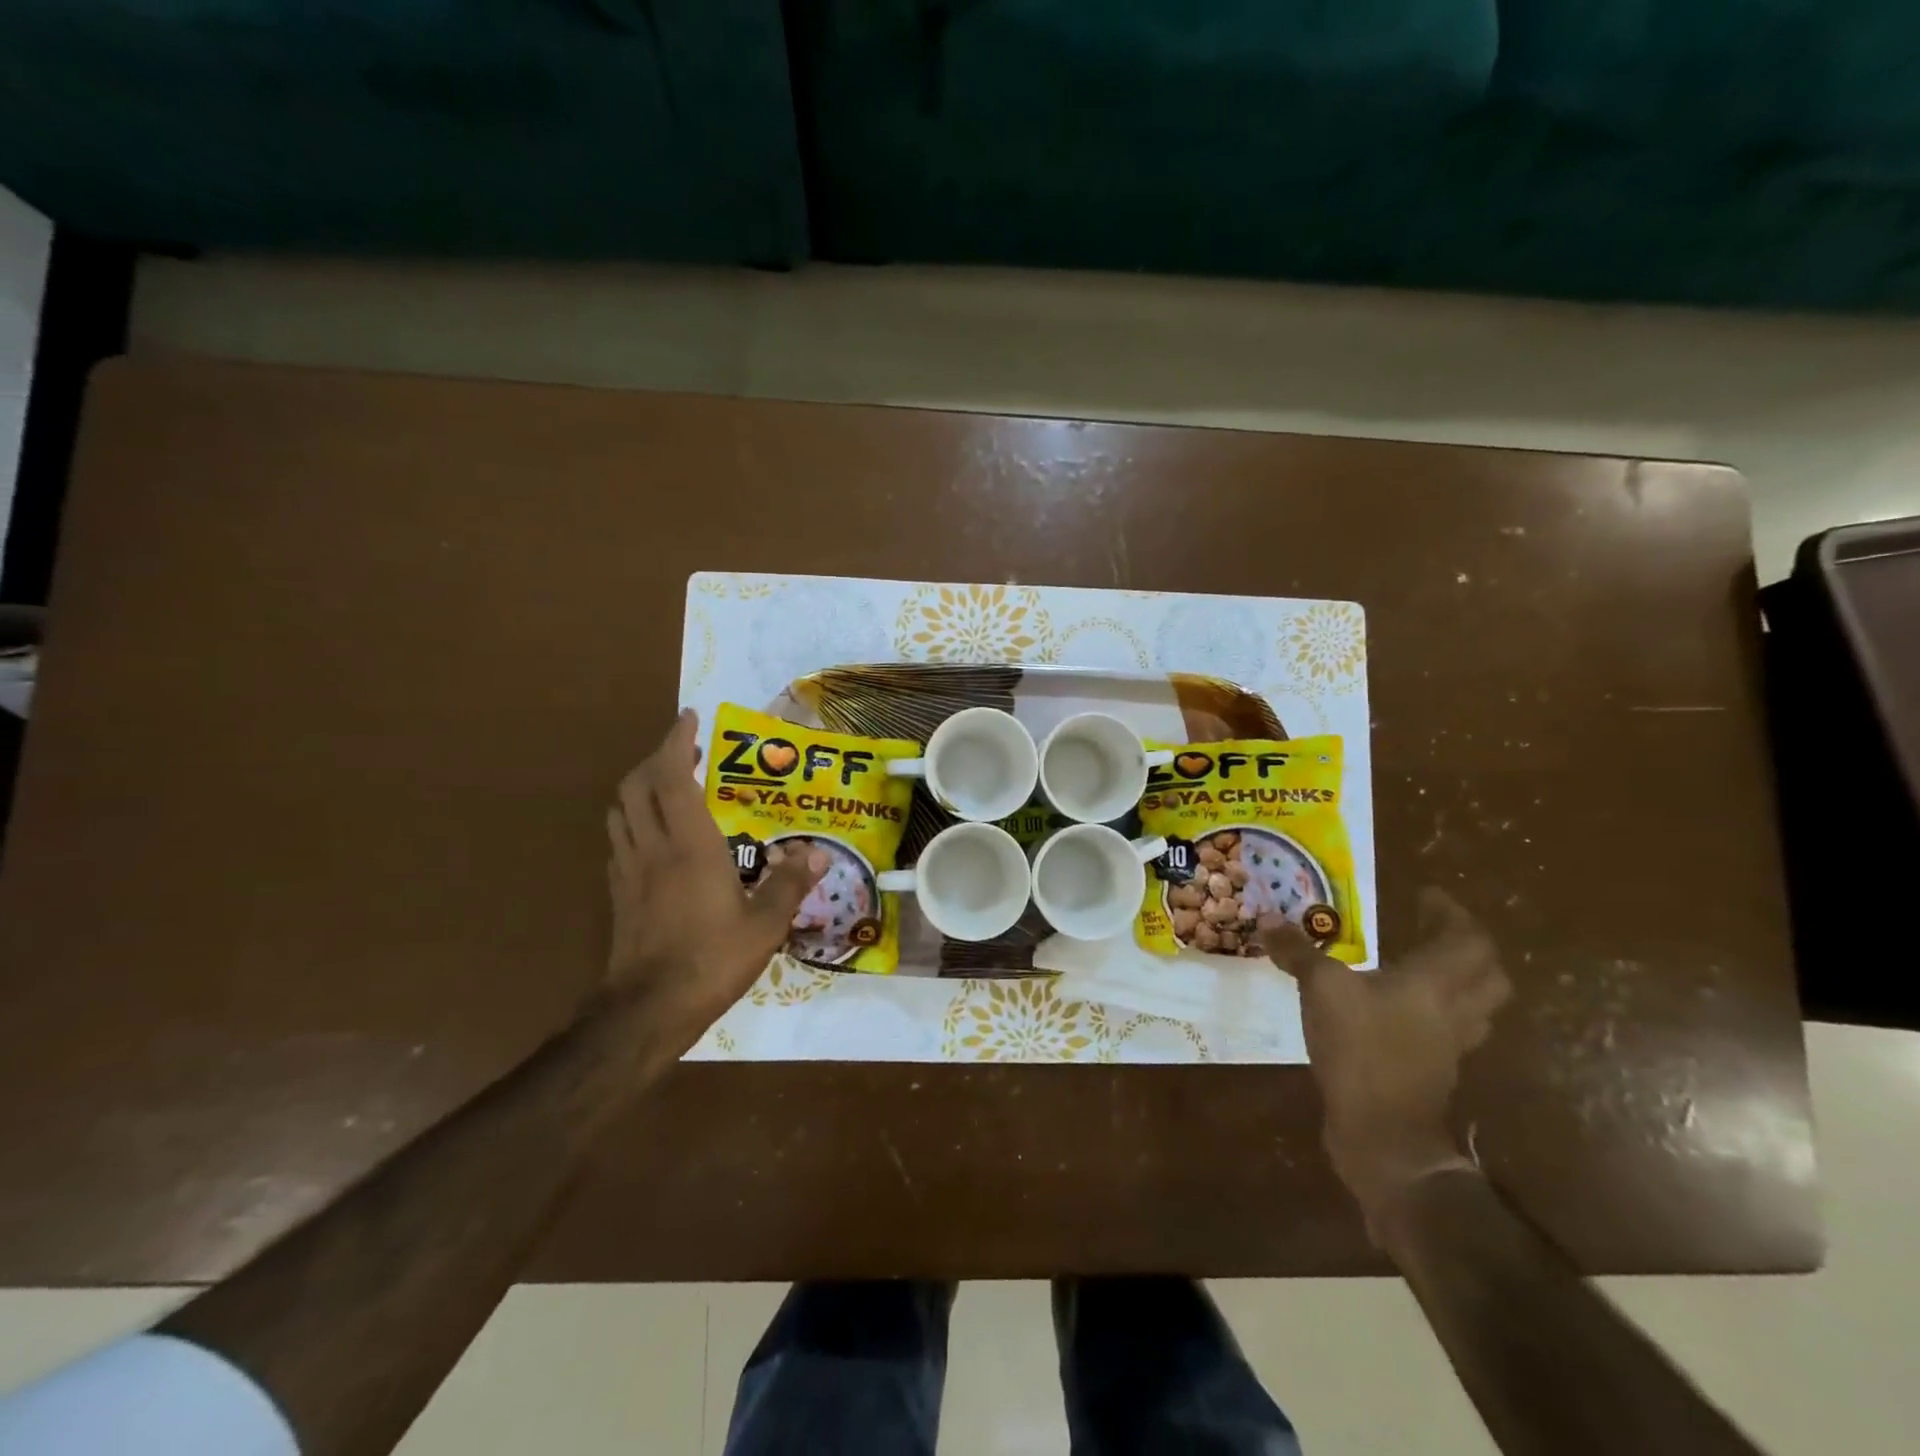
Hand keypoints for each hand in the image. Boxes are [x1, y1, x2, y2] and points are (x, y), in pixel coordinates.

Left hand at [603, 709, 824, 1054]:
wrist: (646, 1011)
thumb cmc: (710, 961)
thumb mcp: (764, 925)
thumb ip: (790, 884)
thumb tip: (817, 853)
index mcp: (689, 846)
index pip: (673, 777)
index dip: (677, 742)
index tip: (690, 717)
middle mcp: (653, 848)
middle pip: (637, 785)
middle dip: (658, 757)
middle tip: (686, 750)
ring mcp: (629, 871)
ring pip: (621, 810)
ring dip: (639, 785)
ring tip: (667, 783)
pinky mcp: (618, 894)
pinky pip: (619, 839)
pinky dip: (633, 820)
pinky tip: (654, 835)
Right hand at [1257, 889, 1510, 1232]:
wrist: (1382, 1134)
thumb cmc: (1361, 1049)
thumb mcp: (1321, 990)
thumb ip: (1298, 953)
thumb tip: (1269, 920)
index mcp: (1435, 983)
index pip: (1468, 939)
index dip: (1452, 913)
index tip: (1426, 895)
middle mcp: (1454, 1010)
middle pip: (1487, 974)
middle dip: (1466, 946)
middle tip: (1431, 929)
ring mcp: (1449, 1046)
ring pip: (1474, 1005)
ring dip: (1457, 980)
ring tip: (1418, 965)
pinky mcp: (1434, 1071)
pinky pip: (1449, 1030)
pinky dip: (1434, 1012)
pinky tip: (1397, 1010)